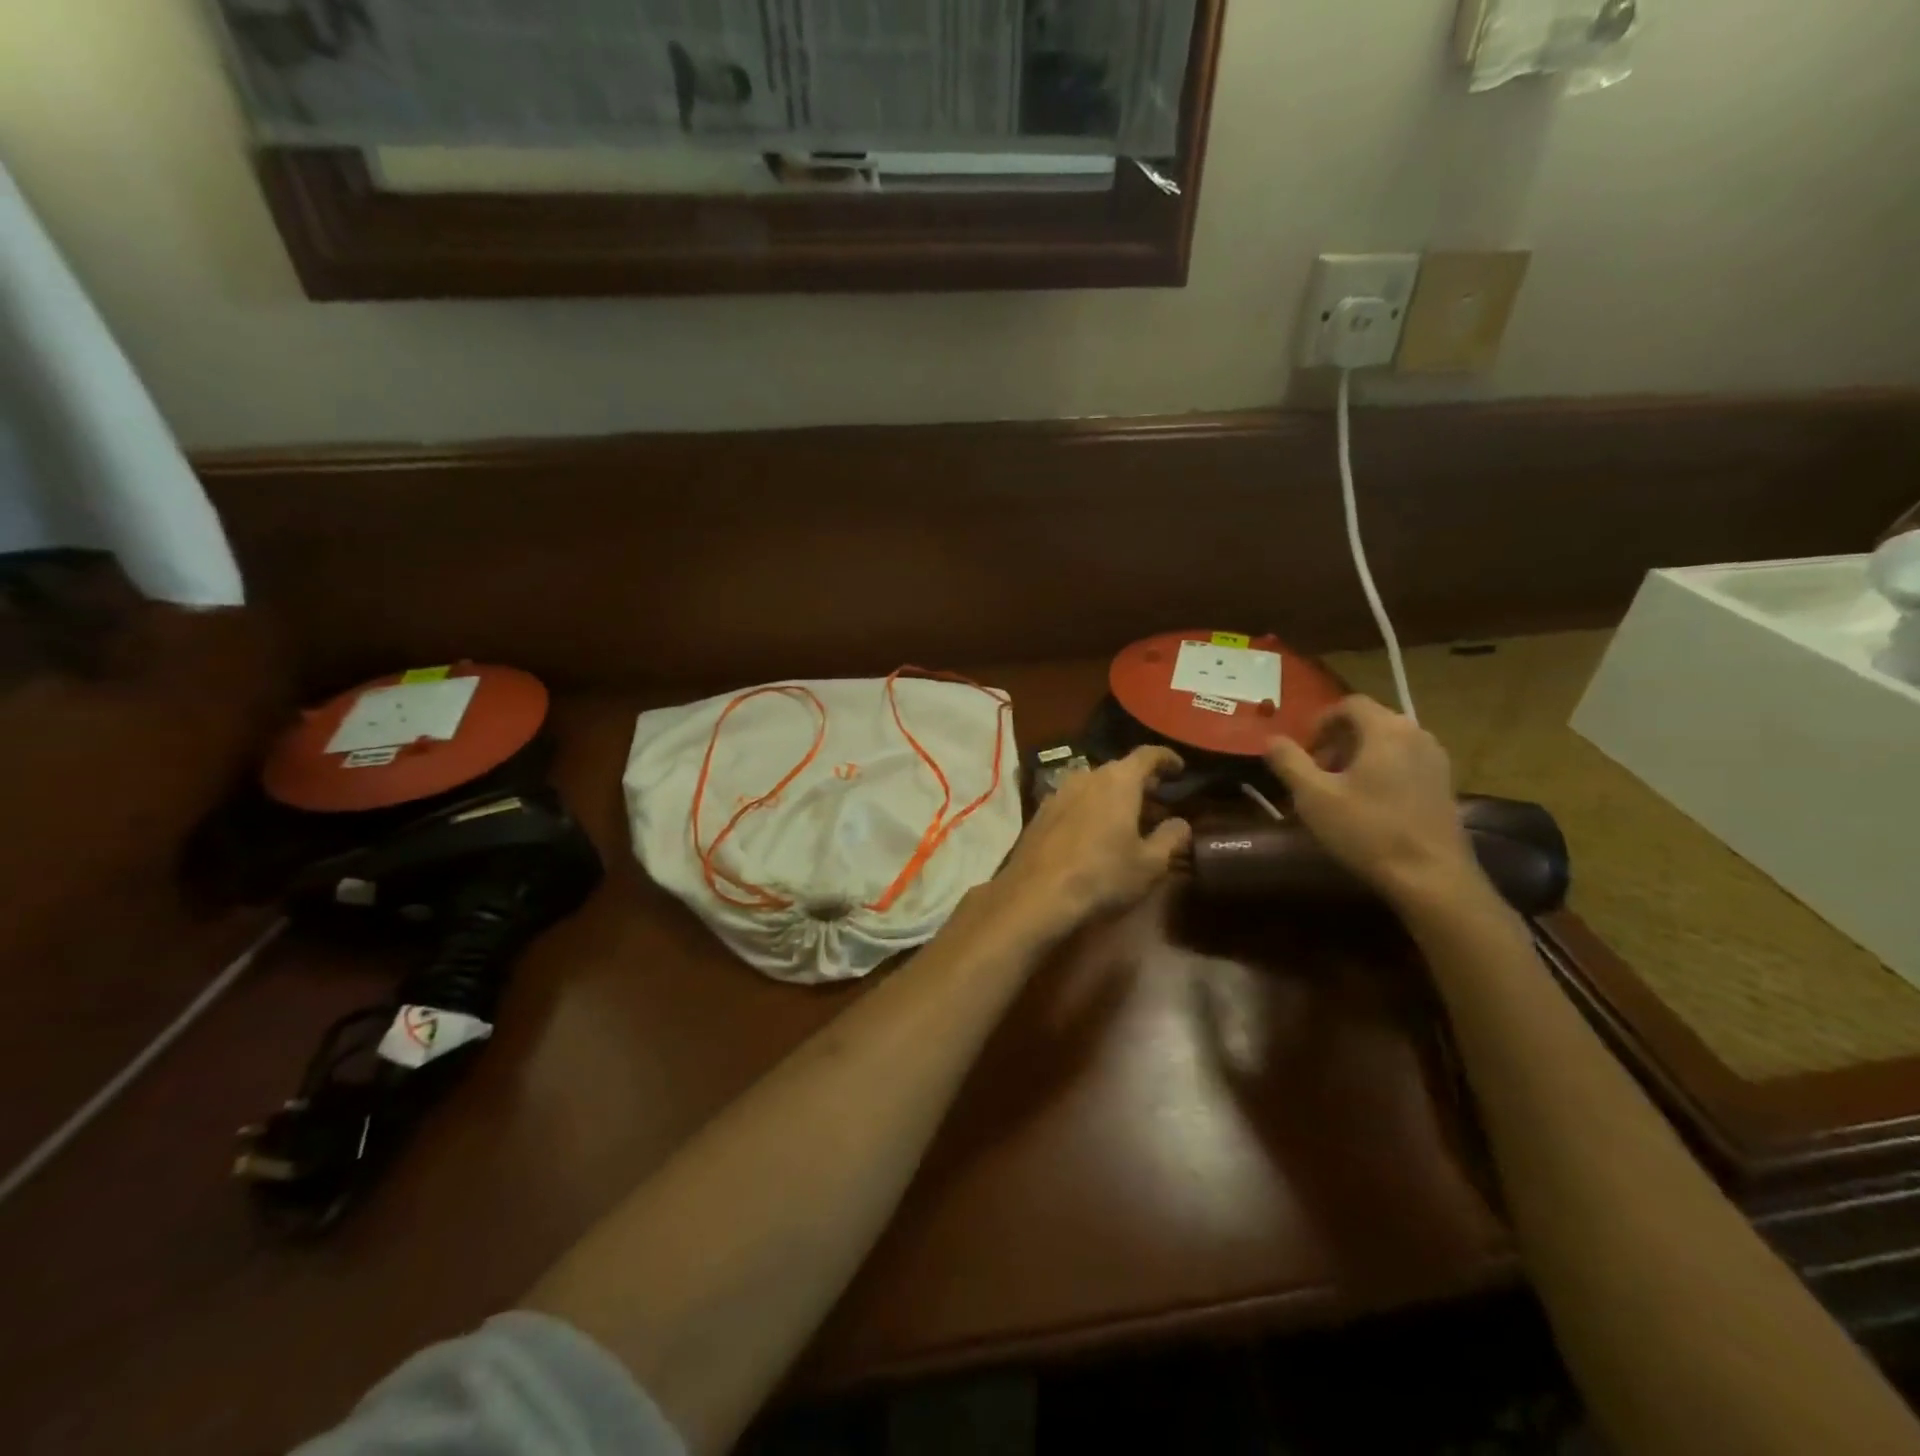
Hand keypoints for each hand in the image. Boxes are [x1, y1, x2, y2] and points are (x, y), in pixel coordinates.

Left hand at [996, 746, 1192, 935]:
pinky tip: (1094, 831)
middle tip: (1157, 800)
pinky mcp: (1040, 813)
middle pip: (1119, 770)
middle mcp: (1086, 776)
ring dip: (1113, 796)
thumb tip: (1181, 823)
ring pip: (1094, 785)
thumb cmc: (1102, 875)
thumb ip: (1171, 838)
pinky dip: (1090, 808)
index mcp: (1118, 780)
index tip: (1179, 768)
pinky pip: (1074, 801)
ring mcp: (1058, 792)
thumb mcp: (1150, 863)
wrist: (1036, 894)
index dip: (1166, 758)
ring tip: (1127, 818)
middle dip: (1140, 782)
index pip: (1147, 755)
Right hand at [1265, 696, 1479, 907]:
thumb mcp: (1314, 796)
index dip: (1320, 721)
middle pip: (1369, 722)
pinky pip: (1404, 763)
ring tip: (1338, 790)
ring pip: (1387, 744)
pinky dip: (1380, 771)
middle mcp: (1417, 735)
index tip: (1303, 750)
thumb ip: (1289, 761)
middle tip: (1315, 772)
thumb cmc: (1367, 830)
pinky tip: (1367, 805)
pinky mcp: (1444, 785)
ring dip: (1357, 757)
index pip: (1350, 704)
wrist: (1431, 877)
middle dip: (1337, 741)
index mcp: (1386, 730)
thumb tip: (1271, 739)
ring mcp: (1436, 760)